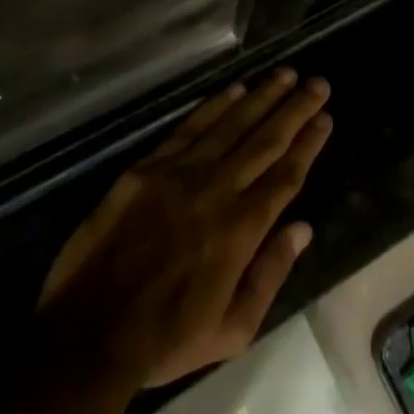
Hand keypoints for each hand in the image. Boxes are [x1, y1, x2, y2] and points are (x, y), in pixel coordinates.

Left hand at [37, 70, 332, 388]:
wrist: (88, 335)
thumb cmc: (166, 340)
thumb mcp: (232, 330)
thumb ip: (271, 274)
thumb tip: (303, 228)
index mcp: (242, 229)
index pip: (286, 174)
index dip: (309, 143)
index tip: (325, 117)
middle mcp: (218, 190)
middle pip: (266, 140)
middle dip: (296, 108)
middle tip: (318, 82)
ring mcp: (181, 174)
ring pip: (232, 124)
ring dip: (262, 97)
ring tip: (286, 74)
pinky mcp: (148, 168)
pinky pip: (190, 128)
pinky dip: (216, 106)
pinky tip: (236, 90)